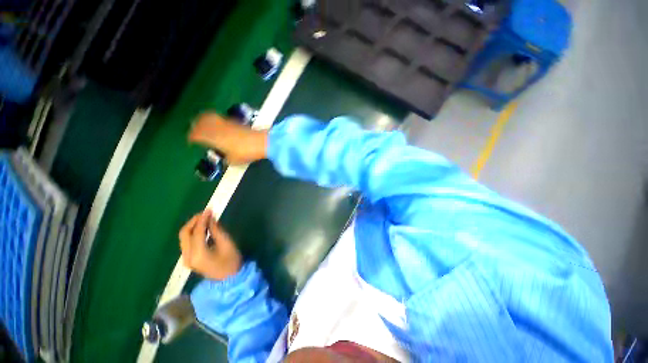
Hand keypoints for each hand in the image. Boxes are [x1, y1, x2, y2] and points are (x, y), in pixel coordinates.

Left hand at [179, 210, 241, 280]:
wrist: (229, 280)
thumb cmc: (231, 261)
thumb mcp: (227, 244)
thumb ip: (216, 230)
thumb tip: (210, 218)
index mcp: (198, 254)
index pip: (196, 232)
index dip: (202, 219)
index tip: (209, 209)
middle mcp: (188, 256)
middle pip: (184, 234)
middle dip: (193, 221)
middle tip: (205, 213)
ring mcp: (187, 259)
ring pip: (184, 238)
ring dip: (193, 226)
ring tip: (205, 218)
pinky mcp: (189, 259)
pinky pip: (187, 242)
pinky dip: (193, 233)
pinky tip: (203, 228)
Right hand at [189, 113, 267, 164]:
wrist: (261, 142)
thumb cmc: (245, 153)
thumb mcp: (233, 160)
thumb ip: (225, 158)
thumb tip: (223, 156)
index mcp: (213, 137)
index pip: (197, 134)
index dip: (192, 137)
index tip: (191, 141)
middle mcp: (216, 127)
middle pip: (200, 121)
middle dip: (195, 126)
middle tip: (195, 131)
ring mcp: (226, 123)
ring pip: (209, 117)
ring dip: (203, 120)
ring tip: (203, 125)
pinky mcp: (234, 121)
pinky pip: (219, 118)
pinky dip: (214, 120)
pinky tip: (218, 126)